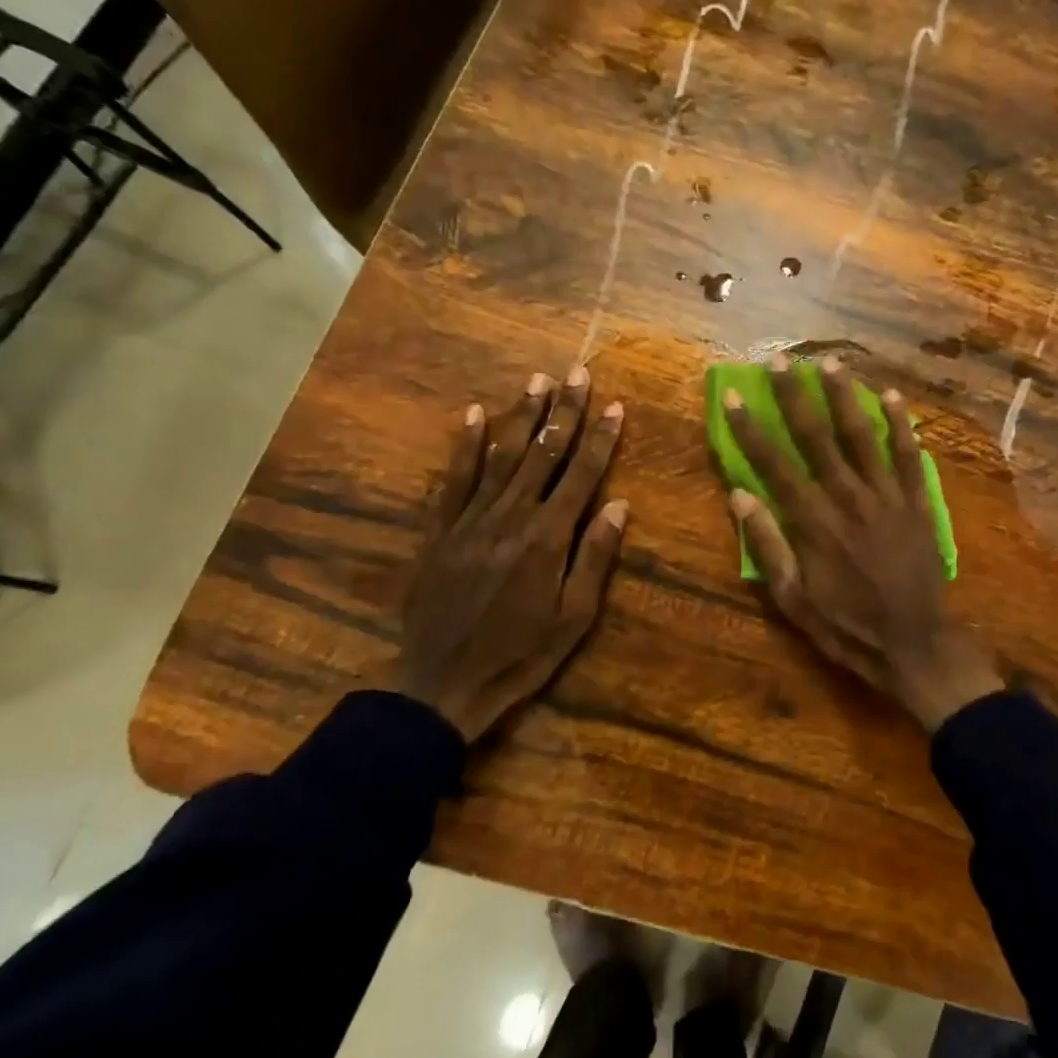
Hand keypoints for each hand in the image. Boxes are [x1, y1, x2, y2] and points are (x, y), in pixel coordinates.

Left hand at [397, 367, 626, 742]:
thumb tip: (618, 504)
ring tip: (536, 380)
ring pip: (501, 456)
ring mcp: (470, 520)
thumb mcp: (573, 618)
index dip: (600, 439)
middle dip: (564, 412)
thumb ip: (594, 557)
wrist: (442, 685)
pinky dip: (465, 445)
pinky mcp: (439, 531)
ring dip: (521, 416)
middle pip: (542, 454)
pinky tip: (475, 414)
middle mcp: (509, 518)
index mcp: (547, 539)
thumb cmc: (521, 656)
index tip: (615, 405)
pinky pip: (454, 479)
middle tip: (577, 373)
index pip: (581, 475)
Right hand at [722, 355, 1001, 732]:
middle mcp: (849, 498)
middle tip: (780, 360)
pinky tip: (891, 396)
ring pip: (863, 435)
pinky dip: (901, 425)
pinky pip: (909, 455)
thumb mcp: (793, 600)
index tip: (733, 396)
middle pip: (817, 437)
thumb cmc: (846, 627)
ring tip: (829, 362)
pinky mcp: (918, 503)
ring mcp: (888, 497)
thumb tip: (739, 496)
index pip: (774, 464)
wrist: (914, 644)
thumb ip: (767, 546)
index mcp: (813, 523)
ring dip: (844, 396)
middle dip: (795, 396)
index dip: (750, 429)